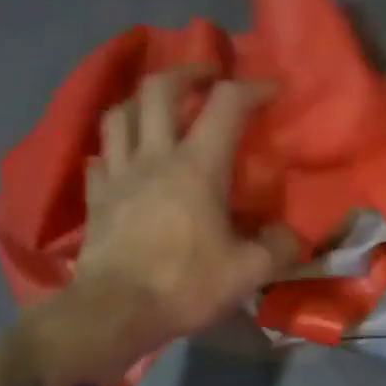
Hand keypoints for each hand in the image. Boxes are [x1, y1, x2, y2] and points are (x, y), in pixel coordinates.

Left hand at [18, 66, 300, 385]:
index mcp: (197, 167)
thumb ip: (277, 248)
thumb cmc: (184, 285)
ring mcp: (118, 174)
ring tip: (160, 106)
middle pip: (159, 88)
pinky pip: (100, 155)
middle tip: (207, 77)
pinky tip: (125, 157)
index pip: (226, 104)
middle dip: (188, 72)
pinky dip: (115, 146)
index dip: (252, 88)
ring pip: (120, 113)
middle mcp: (154, 157)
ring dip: (142, 99)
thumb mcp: (248, 272)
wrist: (114, 313)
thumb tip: (290, 236)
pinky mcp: (95, 197)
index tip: (272, 89)